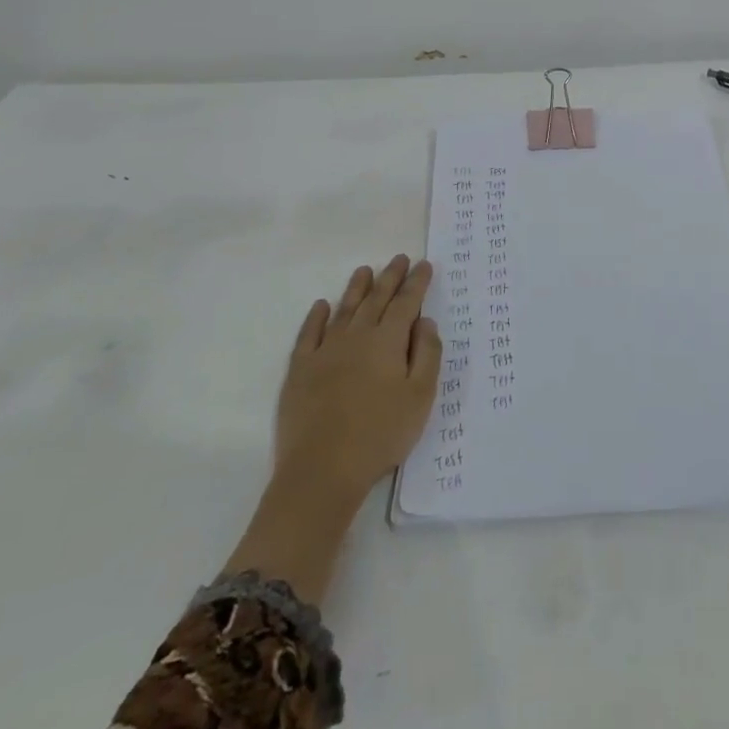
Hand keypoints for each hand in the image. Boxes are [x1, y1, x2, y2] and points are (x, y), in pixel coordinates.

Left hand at [274, 254, 441, 502]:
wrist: (322, 470)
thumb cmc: (380, 434)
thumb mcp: (420, 397)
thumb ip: (427, 355)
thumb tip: (425, 321)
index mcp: (388, 341)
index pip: (406, 303)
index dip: (417, 283)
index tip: (424, 265)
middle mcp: (356, 336)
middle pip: (376, 299)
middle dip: (390, 277)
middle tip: (399, 258)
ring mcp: (325, 351)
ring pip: (344, 309)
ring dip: (357, 288)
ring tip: (365, 271)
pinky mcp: (300, 370)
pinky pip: (309, 333)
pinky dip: (316, 316)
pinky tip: (322, 306)